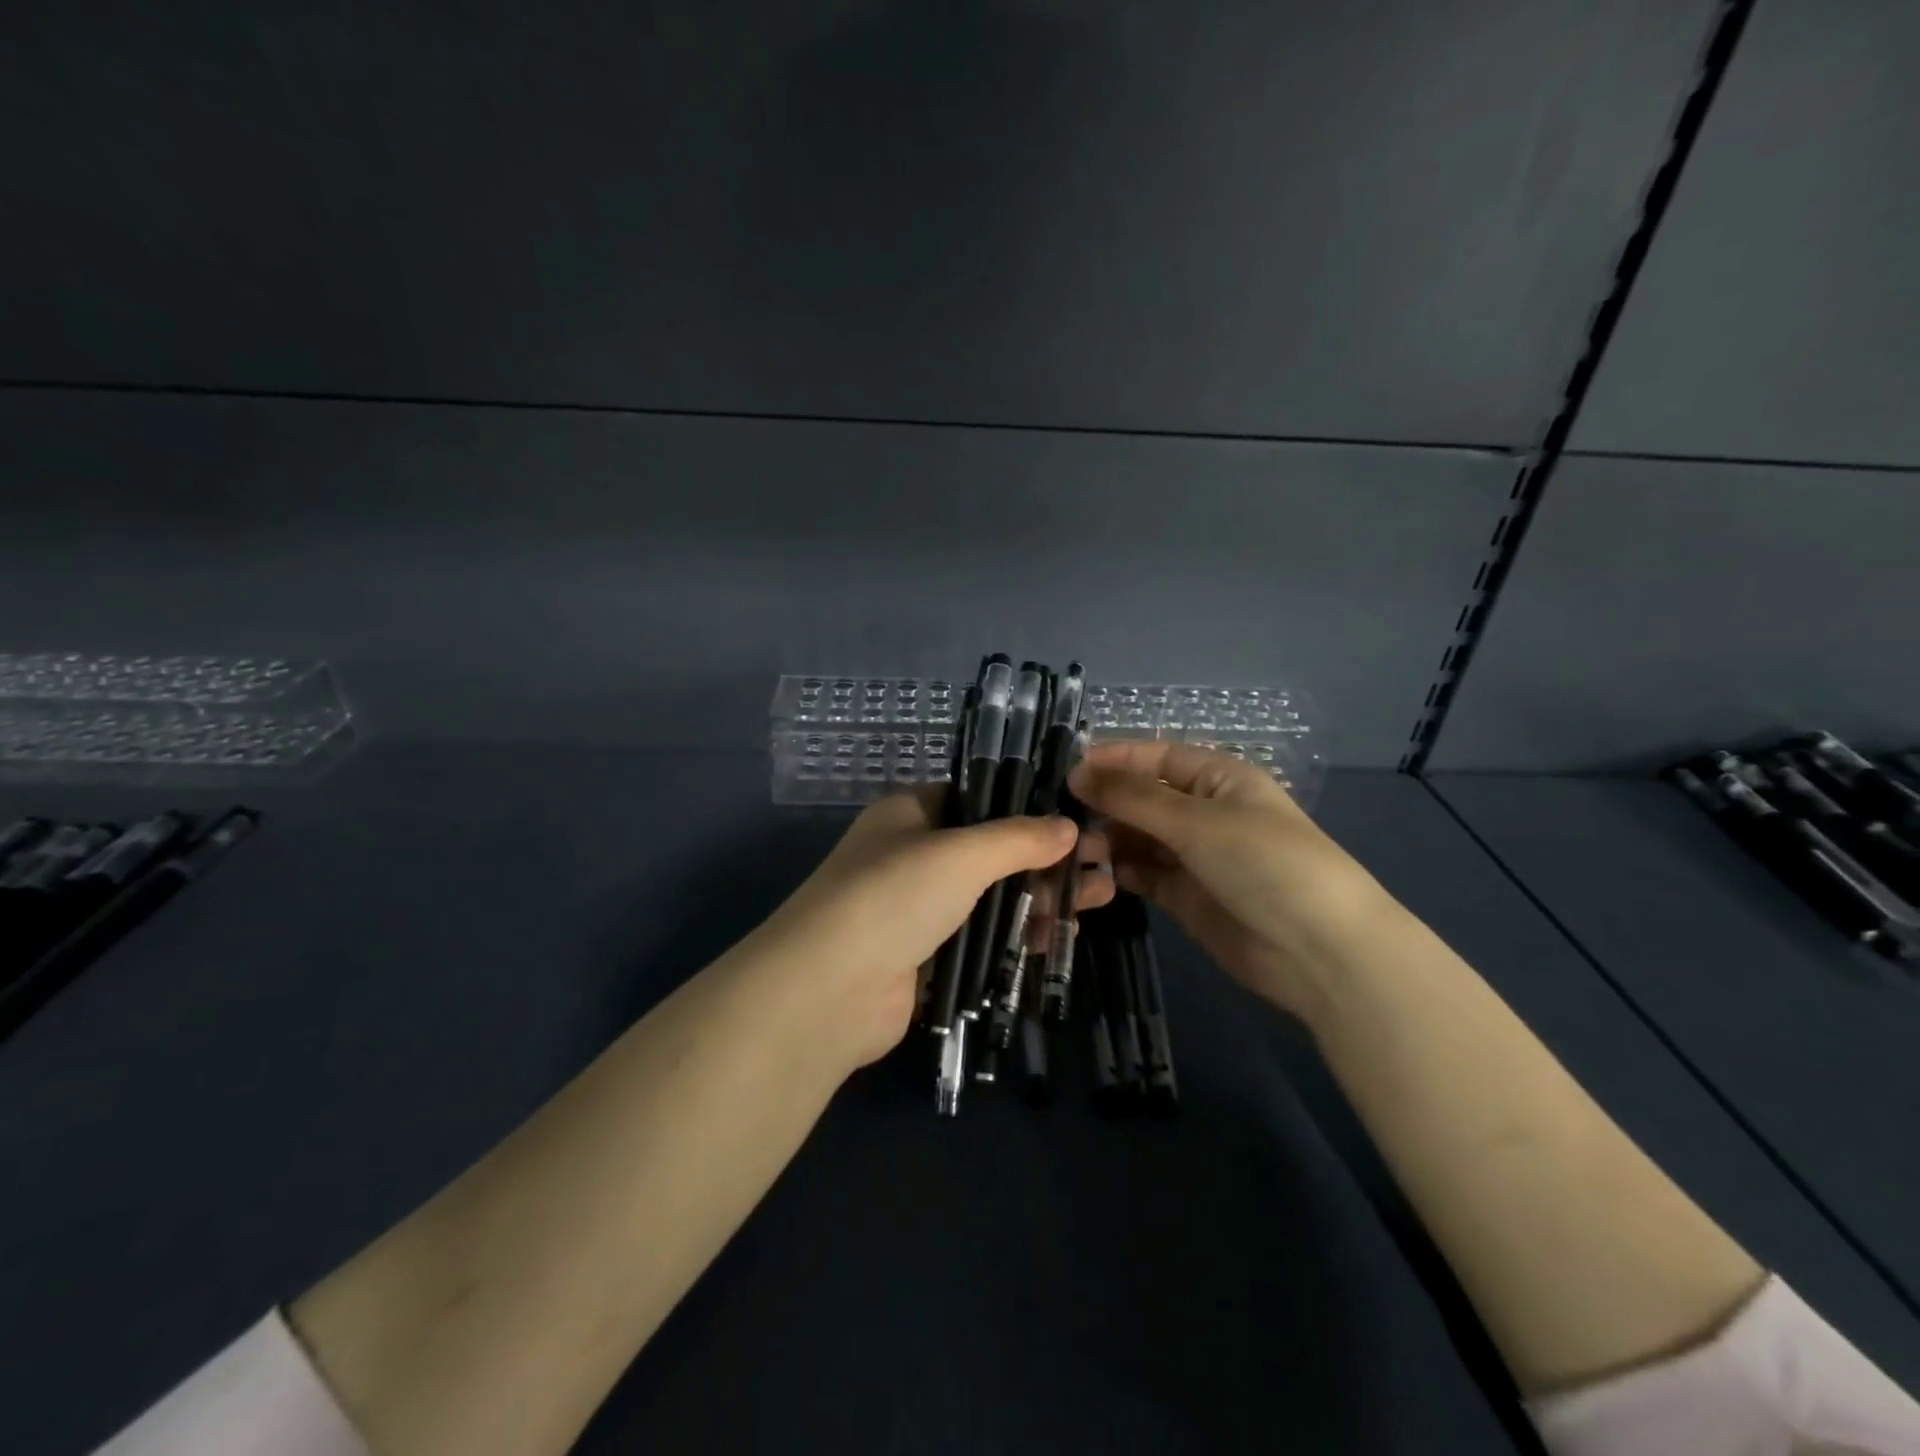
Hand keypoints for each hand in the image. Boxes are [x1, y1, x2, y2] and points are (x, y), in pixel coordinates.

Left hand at [738, 790, 1115, 1072]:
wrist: (830, 990)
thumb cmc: (895, 895)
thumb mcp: (962, 853)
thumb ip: (1018, 838)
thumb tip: (1068, 827)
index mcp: (910, 812)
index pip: (977, 797)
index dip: (1026, 805)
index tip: (1077, 815)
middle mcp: (912, 854)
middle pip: (990, 849)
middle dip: (1044, 856)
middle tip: (1101, 861)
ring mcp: (918, 908)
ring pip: (990, 895)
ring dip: (1039, 896)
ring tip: (1099, 894)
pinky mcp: (926, 956)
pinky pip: (981, 937)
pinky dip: (1018, 934)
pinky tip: (1062, 933)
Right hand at [1068, 741, 1393, 1018]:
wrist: (1319, 951)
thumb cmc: (1264, 863)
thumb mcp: (1196, 821)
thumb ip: (1132, 798)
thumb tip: (1076, 773)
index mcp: (1218, 778)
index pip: (1155, 757)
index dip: (1112, 760)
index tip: (1065, 770)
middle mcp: (1204, 812)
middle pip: (1142, 798)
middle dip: (1104, 804)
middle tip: (1058, 818)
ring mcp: (1194, 856)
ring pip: (1137, 838)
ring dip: (1106, 840)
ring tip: (1071, 850)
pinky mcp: (1185, 896)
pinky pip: (1142, 874)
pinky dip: (1117, 872)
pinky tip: (1090, 875)